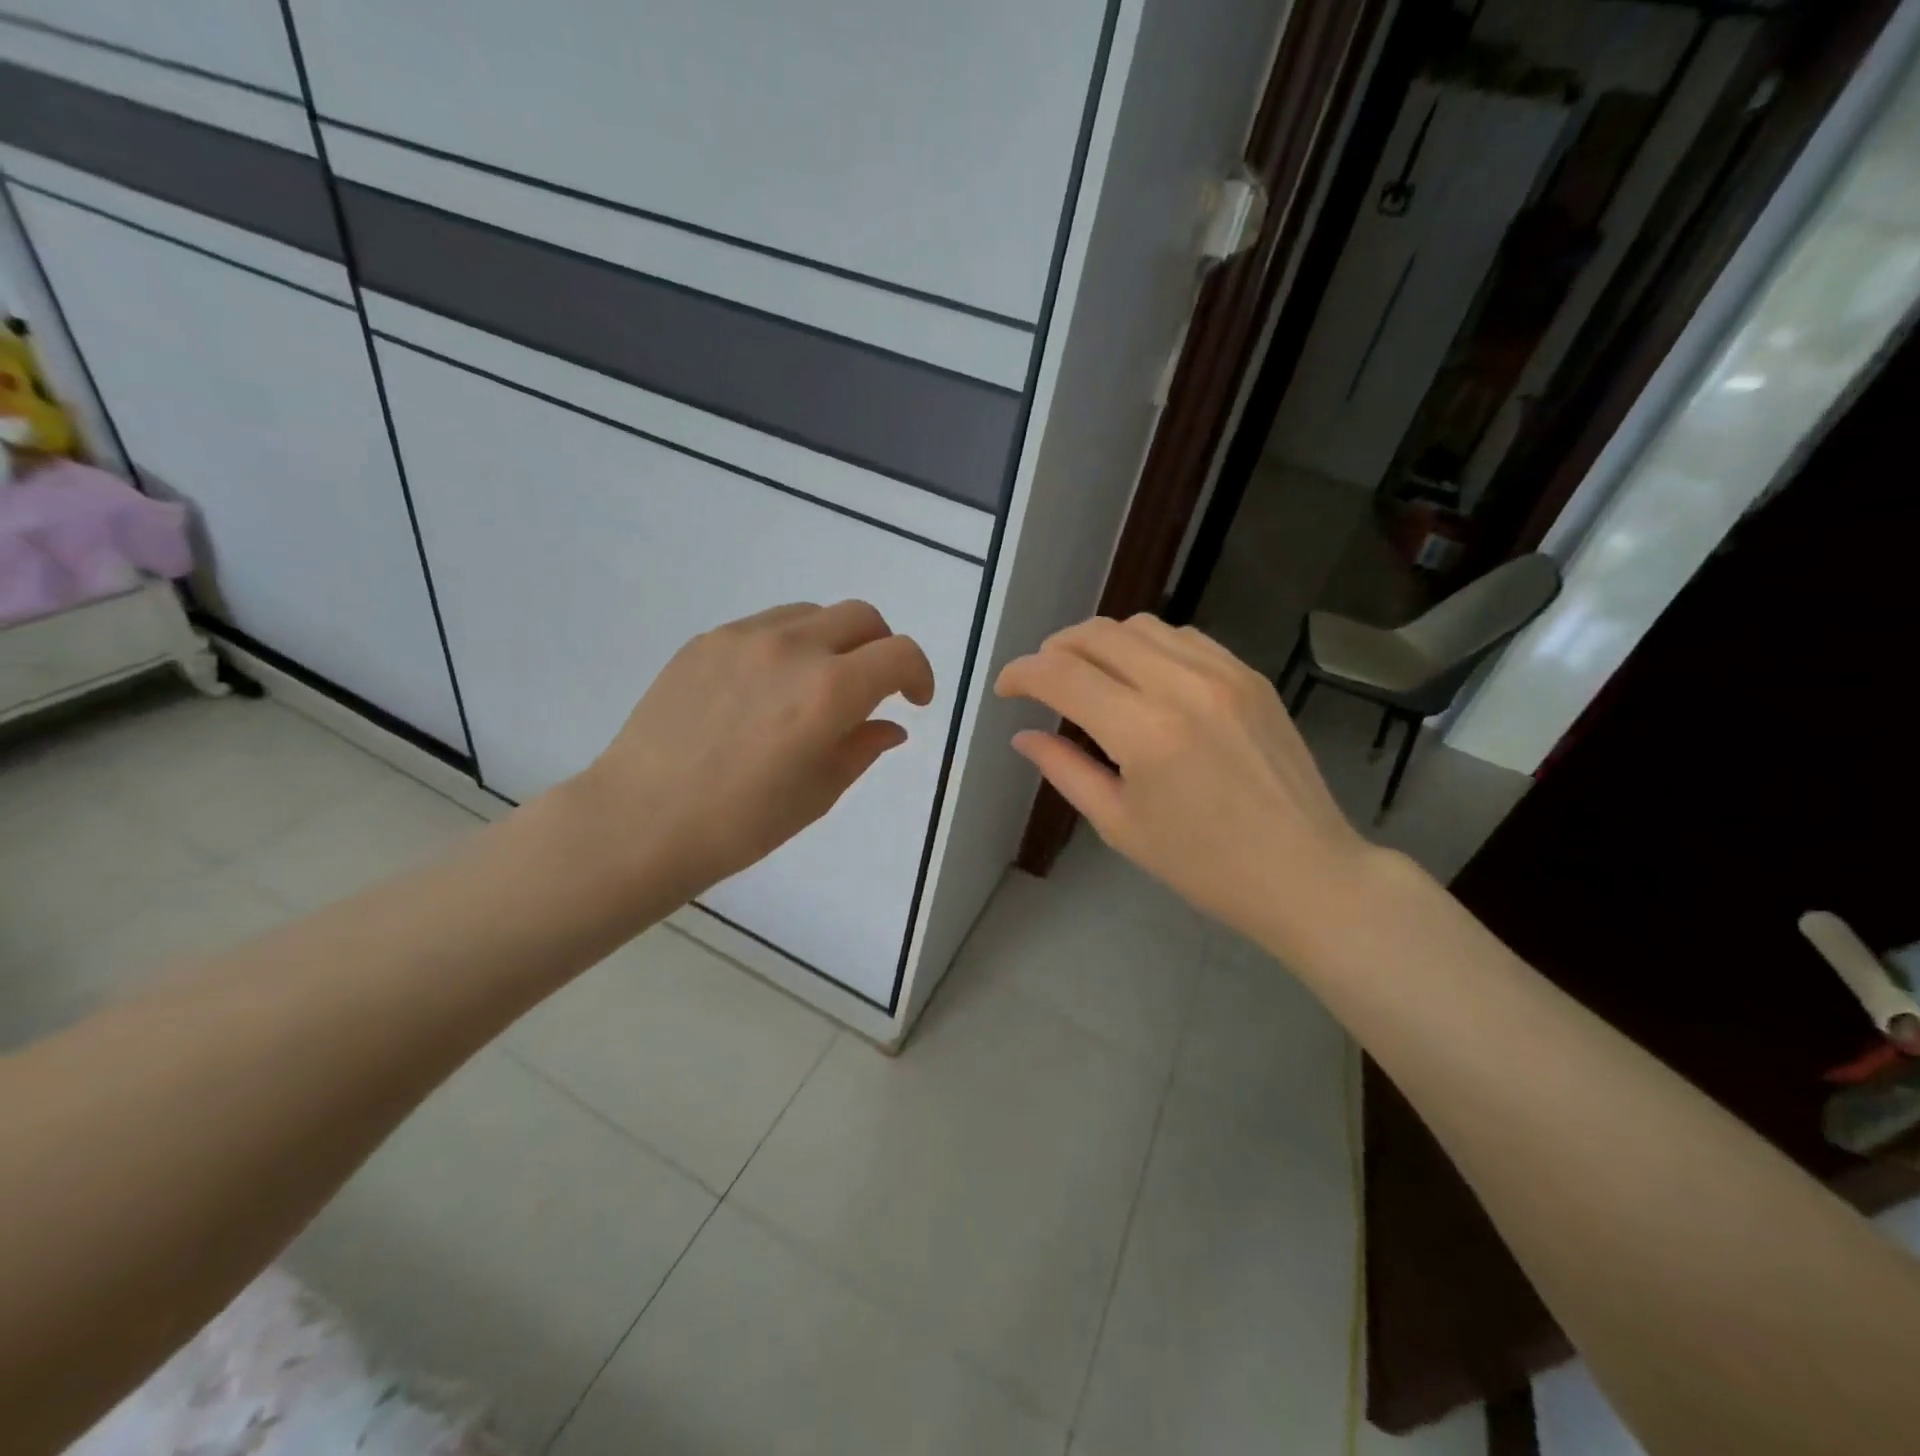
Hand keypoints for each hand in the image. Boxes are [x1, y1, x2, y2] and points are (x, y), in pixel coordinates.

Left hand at [568, 601, 934, 911]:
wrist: (642, 820)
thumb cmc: (741, 823)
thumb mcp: (819, 793)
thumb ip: (863, 747)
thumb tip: (889, 726)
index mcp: (830, 691)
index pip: (900, 654)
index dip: (920, 674)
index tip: (914, 701)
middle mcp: (793, 648)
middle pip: (862, 617)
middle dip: (881, 649)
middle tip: (872, 689)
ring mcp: (744, 637)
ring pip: (813, 614)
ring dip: (834, 642)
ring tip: (816, 686)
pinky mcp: (707, 640)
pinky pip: (766, 626)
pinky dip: (788, 646)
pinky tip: (766, 690)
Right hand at [996, 614, 1378, 958]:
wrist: (1305, 873)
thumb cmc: (1203, 866)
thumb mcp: (1120, 825)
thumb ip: (1064, 770)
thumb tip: (1023, 735)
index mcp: (1145, 733)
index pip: (1062, 675)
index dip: (1021, 673)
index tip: (1006, 688)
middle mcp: (1183, 686)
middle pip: (1097, 634)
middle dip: (1055, 649)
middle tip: (1041, 680)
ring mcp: (1224, 674)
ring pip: (1140, 626)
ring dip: (1101, 643)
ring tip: (1089, 676)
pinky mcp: (1250, 676)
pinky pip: (1184, 637)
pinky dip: (1147, 646)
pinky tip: (1142, 677)